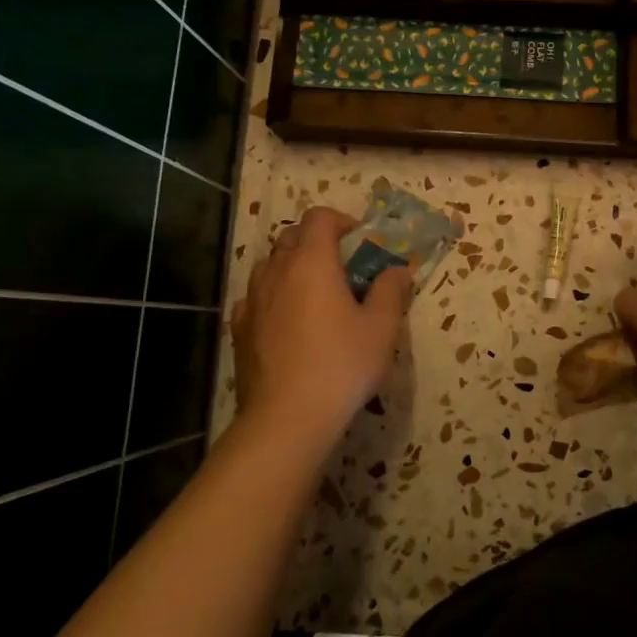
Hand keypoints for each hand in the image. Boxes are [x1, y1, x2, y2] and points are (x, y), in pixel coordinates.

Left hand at [230, 206, 412, 461]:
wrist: (287, 418)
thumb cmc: (341, 364)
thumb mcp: (382, 327)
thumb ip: (391, 290)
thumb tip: (397, 270)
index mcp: (312, 262)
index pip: (319, 218)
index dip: (342, 221)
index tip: (360, 245)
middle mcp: (276, 272)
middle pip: (292, 237)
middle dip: (318, 243)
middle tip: (343, 270)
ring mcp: (252, 301)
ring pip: (270, 266)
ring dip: (292, 268)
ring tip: (315, 296)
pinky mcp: (239, 330)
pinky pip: (255, 298)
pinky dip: (273, 298)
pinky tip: (287, 323)